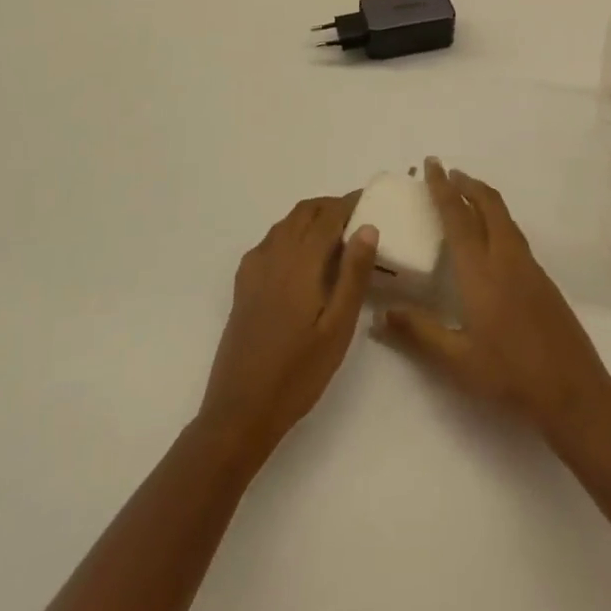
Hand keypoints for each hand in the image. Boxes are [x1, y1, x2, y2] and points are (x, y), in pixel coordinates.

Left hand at [198, 195, 377, 458]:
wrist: (240, 411)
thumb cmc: (298, 372)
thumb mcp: (338, 327)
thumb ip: (353, 274)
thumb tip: (368, 227)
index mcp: (300, 262)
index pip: (327, 216)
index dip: (349, 203)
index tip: (370, 200)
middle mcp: (274, 255)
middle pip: (304, 212)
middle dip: (330, 206)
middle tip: (357, 216)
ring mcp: (254, 269)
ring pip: (285, 224)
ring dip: (310, 218)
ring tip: (335, 234)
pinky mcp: (243, 286)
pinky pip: (269, 242)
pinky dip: (290, 234)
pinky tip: (301, 258)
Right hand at [376, 158, 610, 437]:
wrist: (573, 390)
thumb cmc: (510, 376)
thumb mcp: (457, 362)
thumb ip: (419, 333)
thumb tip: (380, 315)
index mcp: (481, 272)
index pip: (458, 217)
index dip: (443, 189)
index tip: (432, 165)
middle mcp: (506, 258)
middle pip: (488, 205)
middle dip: (466, 183)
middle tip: (447, 172)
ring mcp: (529, 267)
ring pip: (504, 217)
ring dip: (483, 198)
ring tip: (465, 195)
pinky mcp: (542, 279)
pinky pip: (514, 233)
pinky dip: (497, 219)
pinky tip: (490, 237)